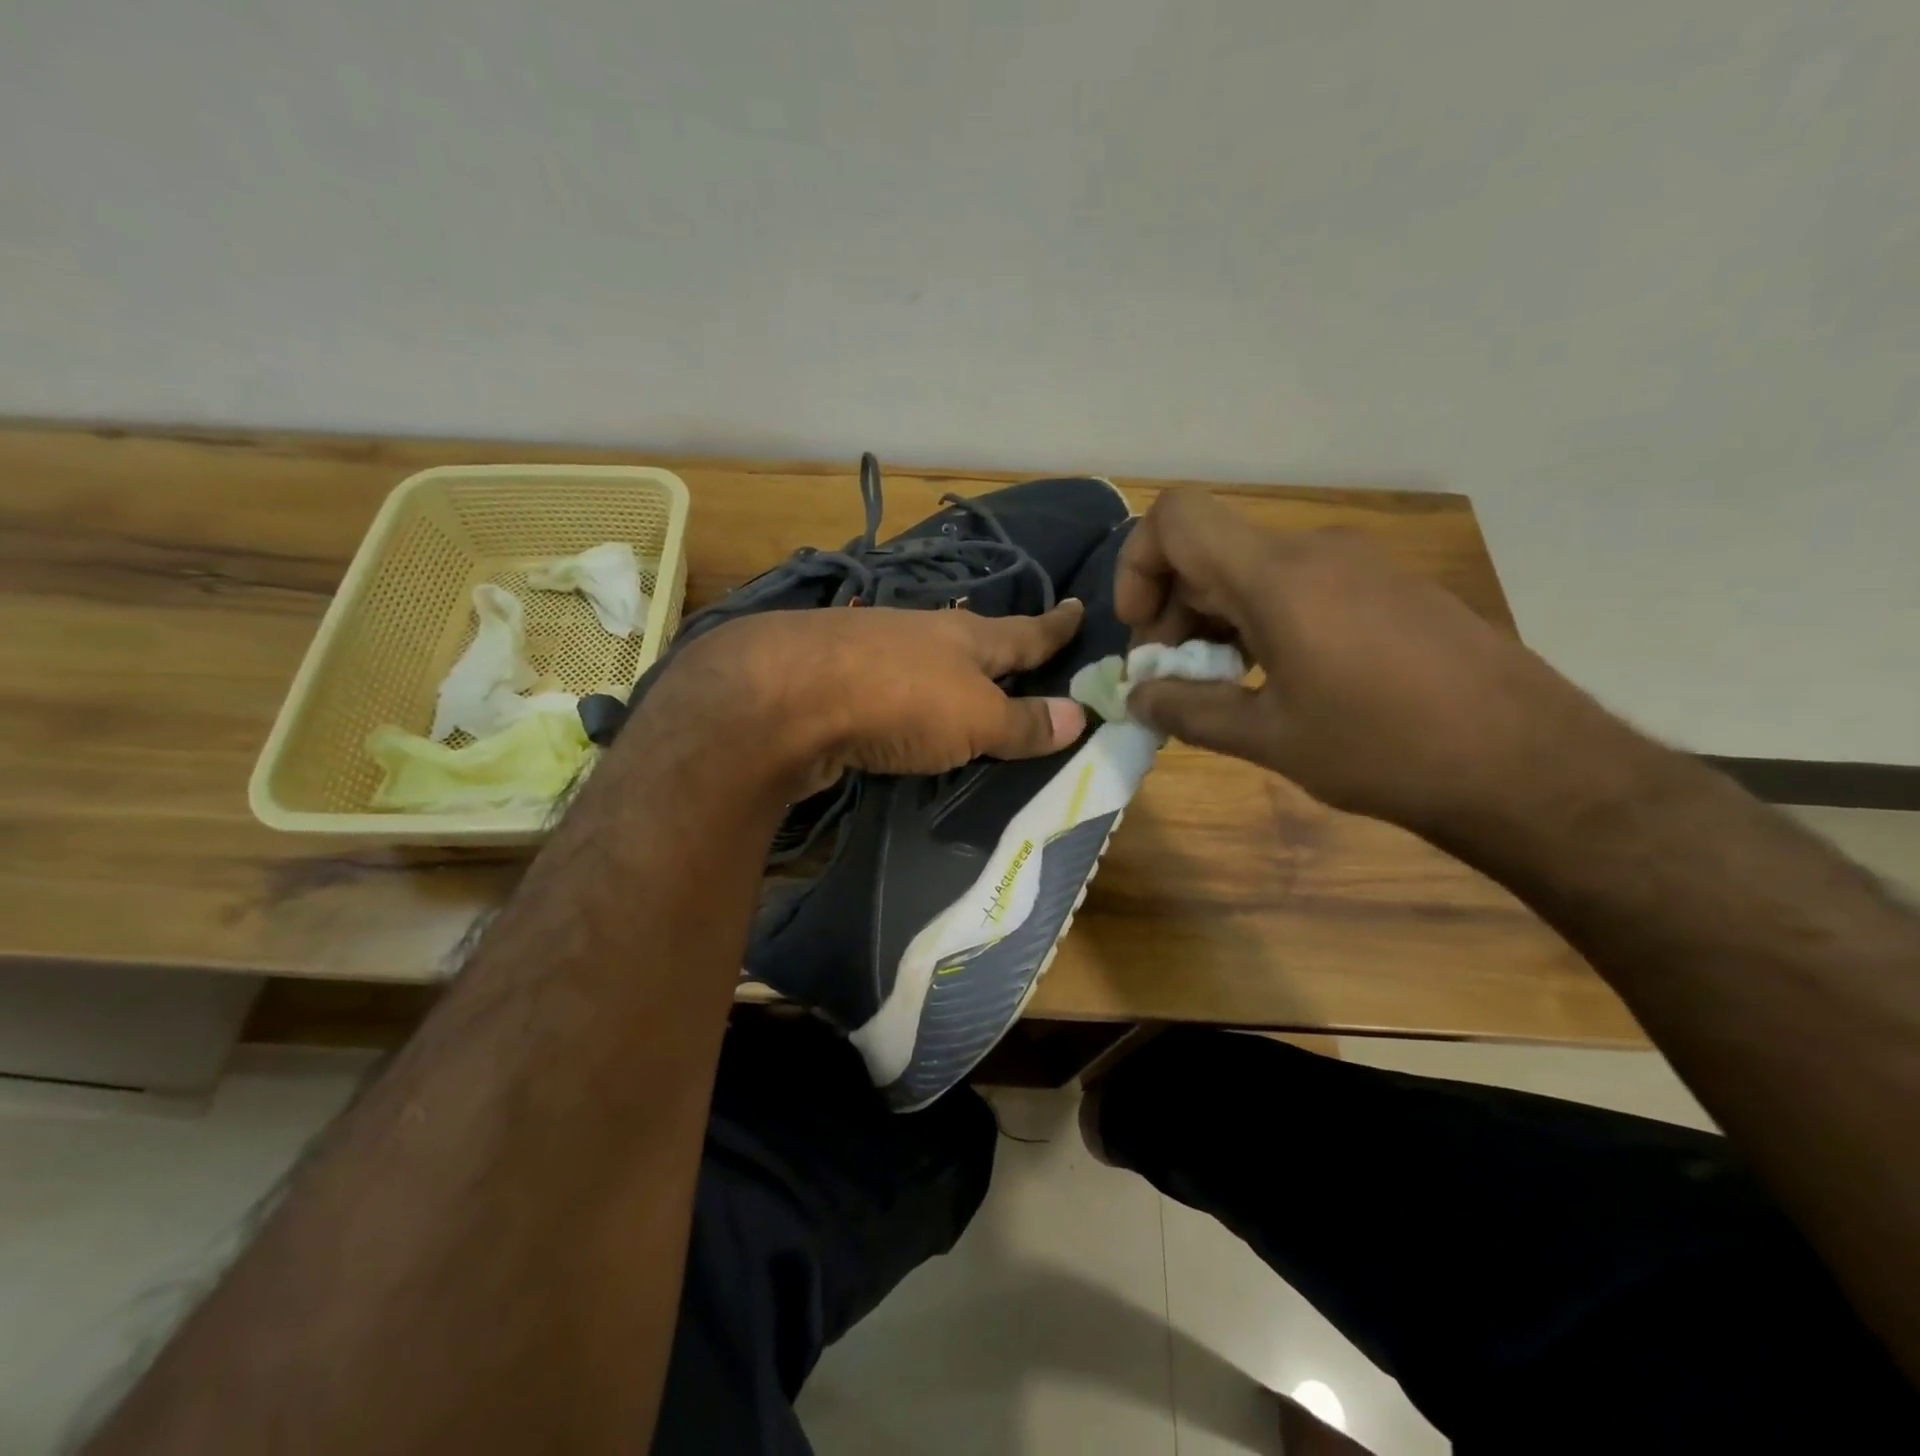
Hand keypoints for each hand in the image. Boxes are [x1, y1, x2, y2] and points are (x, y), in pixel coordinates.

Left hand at [635, 602, 1088, 801]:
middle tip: (1024, 654)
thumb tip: (1079, 716)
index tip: (1079, 607)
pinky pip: (887, 687)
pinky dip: (905, 697)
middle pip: (973, 640)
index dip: (1057, 626)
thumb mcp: (974, 718)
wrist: (782, 696)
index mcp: (966, 637)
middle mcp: (920, 634)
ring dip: (948, 671)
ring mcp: (871, 650)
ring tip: (966, 686)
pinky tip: (901, 711)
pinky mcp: (832, 678)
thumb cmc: (899, 700)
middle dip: (1000, 647)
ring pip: (926, 659)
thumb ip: (1022, 722)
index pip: (1026, 631)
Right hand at [1114, 489, 1614, 830]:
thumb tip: (1137, 697)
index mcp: (1277, 576)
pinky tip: (1279, 681)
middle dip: (1171, 611)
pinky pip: (1298, 586)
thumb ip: (1189, 711)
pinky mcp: (1387, 588)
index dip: (1139, 564)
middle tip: (1174, 681)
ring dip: (1215, 621)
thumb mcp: (1270, 739)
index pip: (1177, 517)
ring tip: (1225, 689)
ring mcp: (1357, 565)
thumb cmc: (1385, 750)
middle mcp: (1314, 552)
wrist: (1530, 764)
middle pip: (1209, 551)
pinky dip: (1262, 622)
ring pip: (1252, 570)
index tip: (1144, 631)